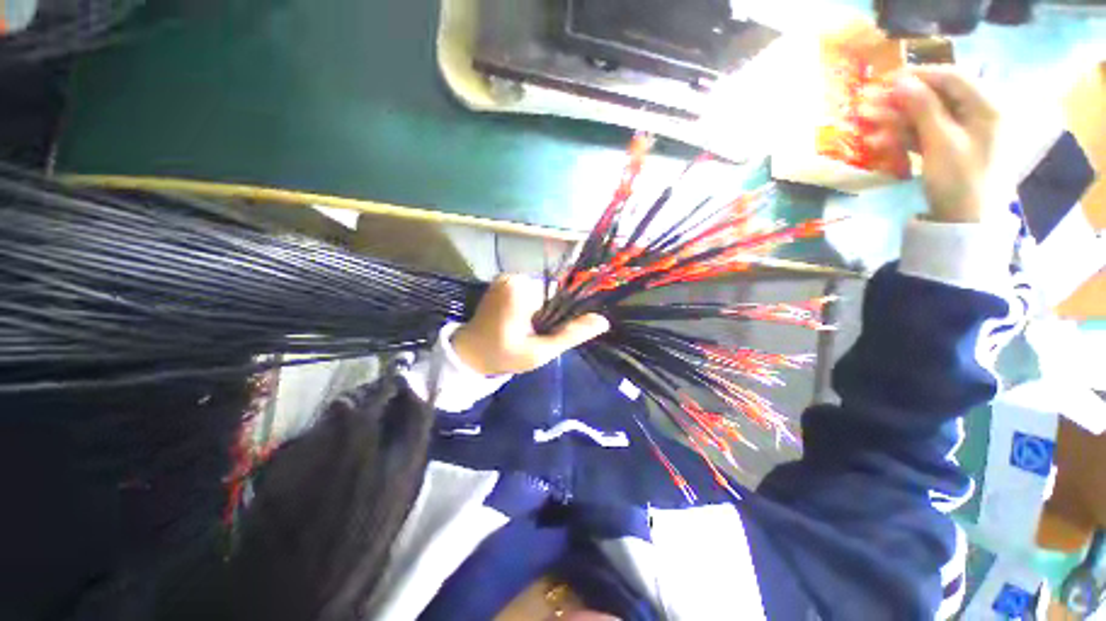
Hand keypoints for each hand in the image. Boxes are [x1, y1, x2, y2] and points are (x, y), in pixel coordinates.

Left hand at [452, 275, 609, 375]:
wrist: (470, 353)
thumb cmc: (504, 355)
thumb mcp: (540, 351)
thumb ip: (570, 334)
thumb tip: (603, 321)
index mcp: (522, 290)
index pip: (559, 296)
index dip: (560, 316)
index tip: (547, 332)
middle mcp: (514, 276)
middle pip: (550, 292)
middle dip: (548, 313)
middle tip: (534, 334)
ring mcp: (506, 277)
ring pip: (540, 291)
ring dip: (539, 309)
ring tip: (525, 328)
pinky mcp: (502, 281)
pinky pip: (528, 290)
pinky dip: (529, 304)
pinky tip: (519, 320)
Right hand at [861, 67, 1000, 222]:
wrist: (966, 222)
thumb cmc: (960, 180)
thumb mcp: (941, 142)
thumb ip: (923, 108)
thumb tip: (901, 81)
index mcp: (987, 106)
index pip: (952, 77)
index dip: (919, 75)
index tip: (887, 79)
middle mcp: (979, 113)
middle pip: (938, 96)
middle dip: (903, 100)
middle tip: (870, 104)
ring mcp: (965, 132)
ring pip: (928, 116)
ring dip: (897, 120)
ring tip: (867, 126)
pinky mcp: (951, 148)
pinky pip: (927, 134)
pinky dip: (904, 136)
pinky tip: (880, 142)